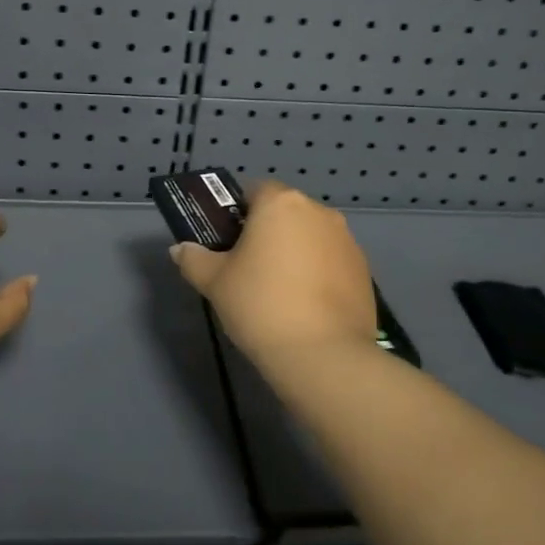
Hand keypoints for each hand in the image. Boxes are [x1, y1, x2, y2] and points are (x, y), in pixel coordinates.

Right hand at [169, 179, 375, 367]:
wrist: (323, 354)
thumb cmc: (260, 305)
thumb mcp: (214, 282)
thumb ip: (194, 259)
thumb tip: (180, 249)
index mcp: (281, 204)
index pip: (255, 190)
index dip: (238, 212)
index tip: (228, 241)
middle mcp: (319, 212)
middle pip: (286, 212)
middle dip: (268, 232)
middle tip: (248, 267)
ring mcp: (347, 241)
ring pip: (311, 236)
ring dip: (295, 251)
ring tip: (279, 291)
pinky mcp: (364, 271)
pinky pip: (331, 261)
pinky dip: (318, 273)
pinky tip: (306, 306)